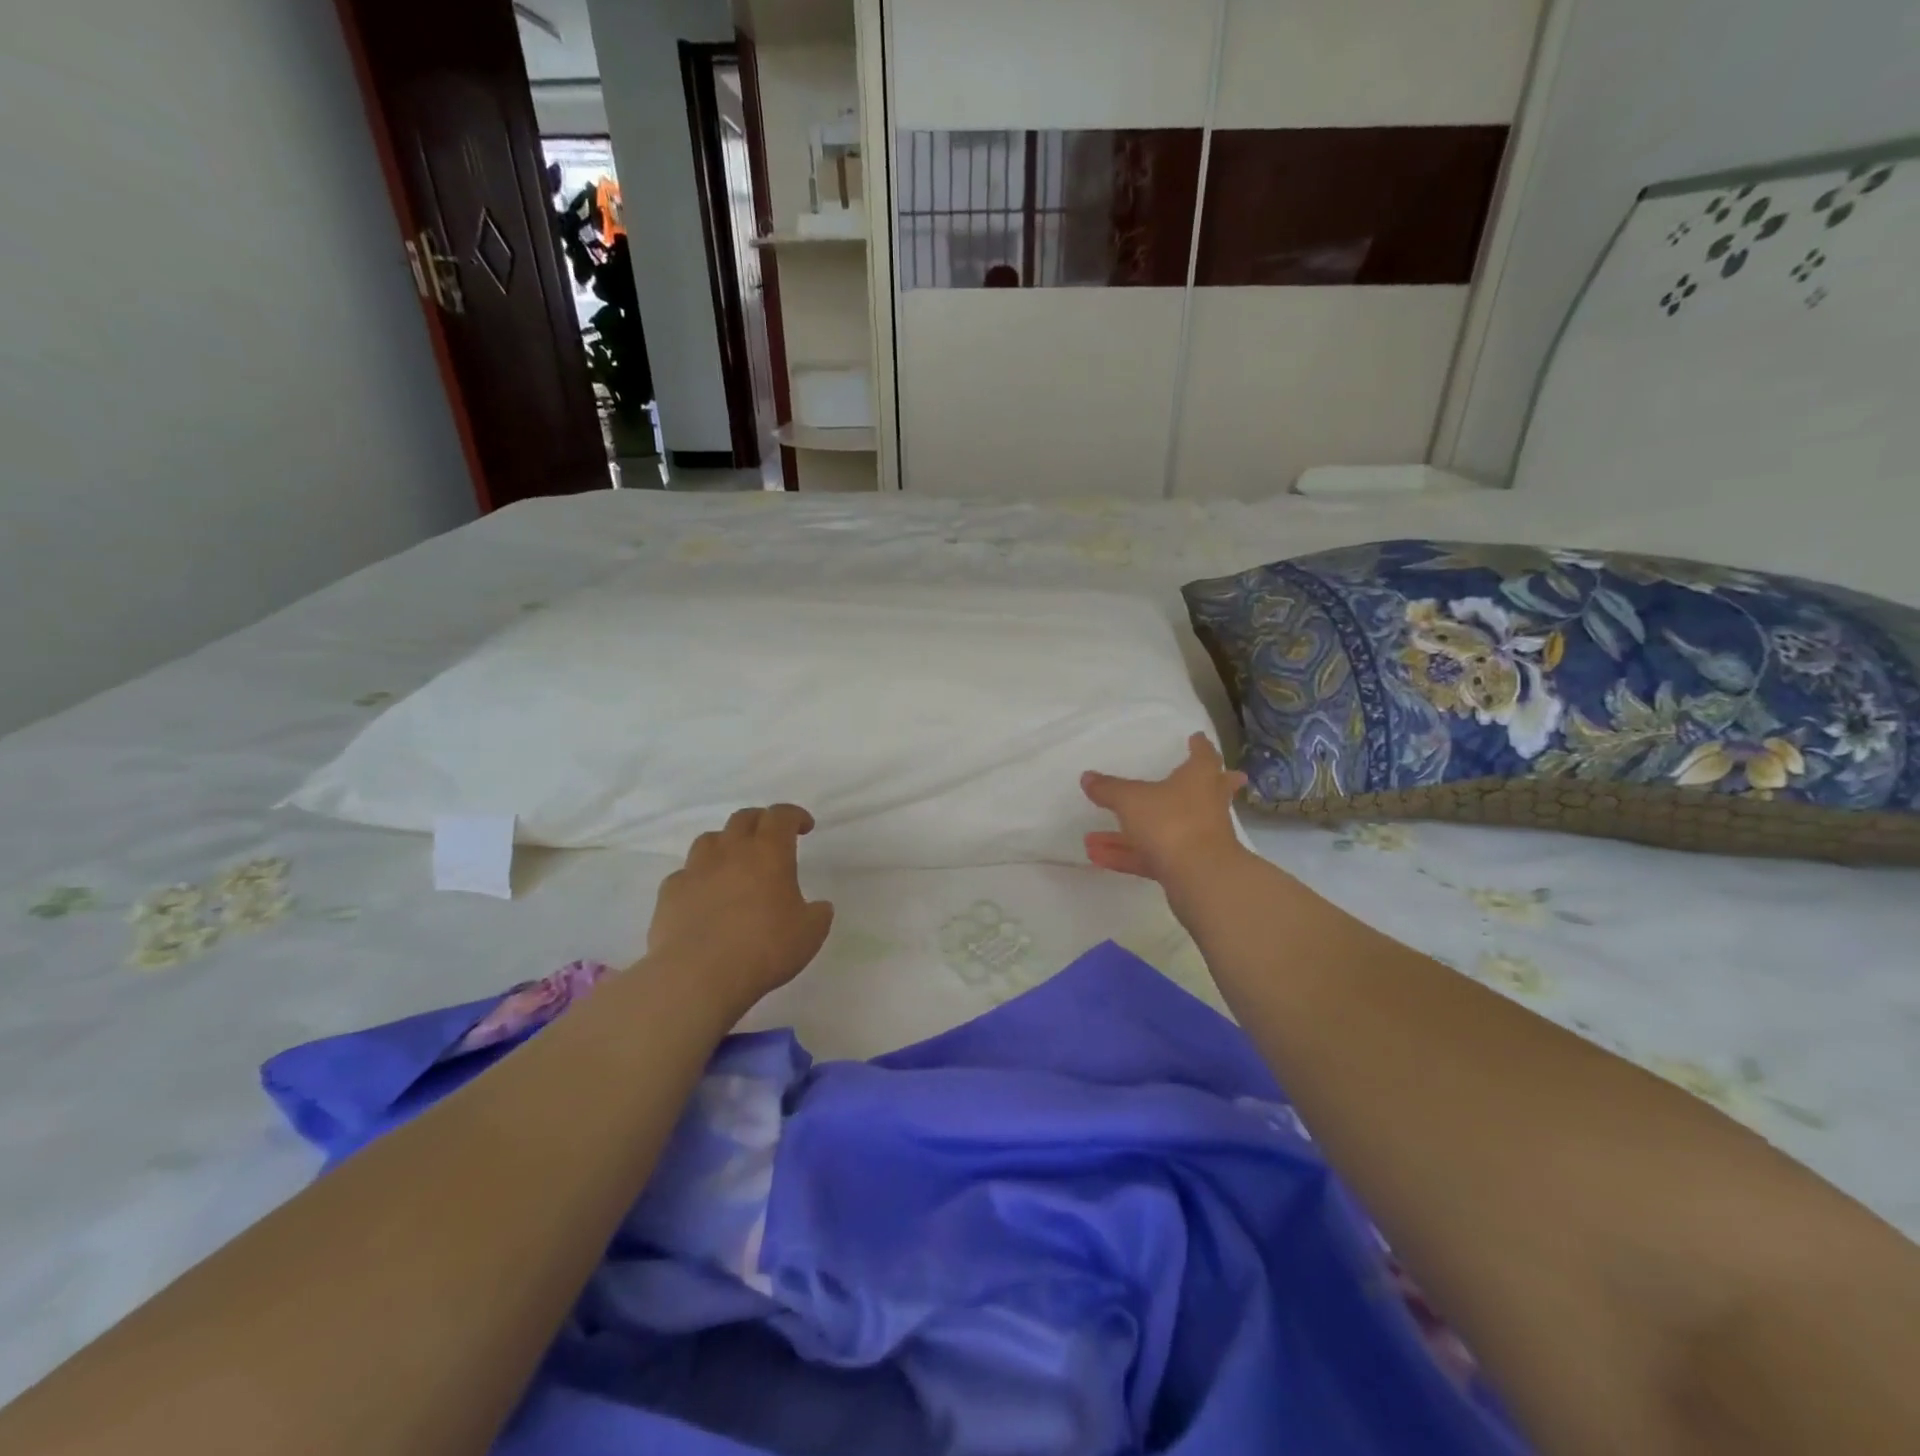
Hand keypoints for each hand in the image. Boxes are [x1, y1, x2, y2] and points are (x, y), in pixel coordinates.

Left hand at [645, 805, 834, 1010]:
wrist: (698, 976)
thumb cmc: (764, 949)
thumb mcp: (809, 934)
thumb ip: (818, 914)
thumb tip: (819, 907)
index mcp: (768, 853)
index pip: (781, 816)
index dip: (794, 815)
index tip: (804, 826)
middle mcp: (731, 852)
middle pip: (743, 818)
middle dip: (760, 821)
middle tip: (770, 837)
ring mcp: (696, 870)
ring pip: (710, 840)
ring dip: (726, 844)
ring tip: (734, 863)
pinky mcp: (670, 893)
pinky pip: (686, 874)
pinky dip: (698, 878)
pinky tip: (704, 896)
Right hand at [1081, 733, 1247, 887]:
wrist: (1200, 877)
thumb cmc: (1171, 822)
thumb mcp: (1131, 800)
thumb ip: (1108, 789)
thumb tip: (1087, 777)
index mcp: (1199, 779)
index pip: (1204, 756)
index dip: (1200, 746)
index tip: (1197, 737)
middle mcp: (1204, 806)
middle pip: (1205, 792)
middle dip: (1203, 785)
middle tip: (1218, 775)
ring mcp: (1198, 839)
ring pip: (1165, 830)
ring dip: (1131, 833)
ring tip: (1092, 837)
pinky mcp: (1186, 868)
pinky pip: (1151, 856)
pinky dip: (1125, 855)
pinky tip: (1096, 857)